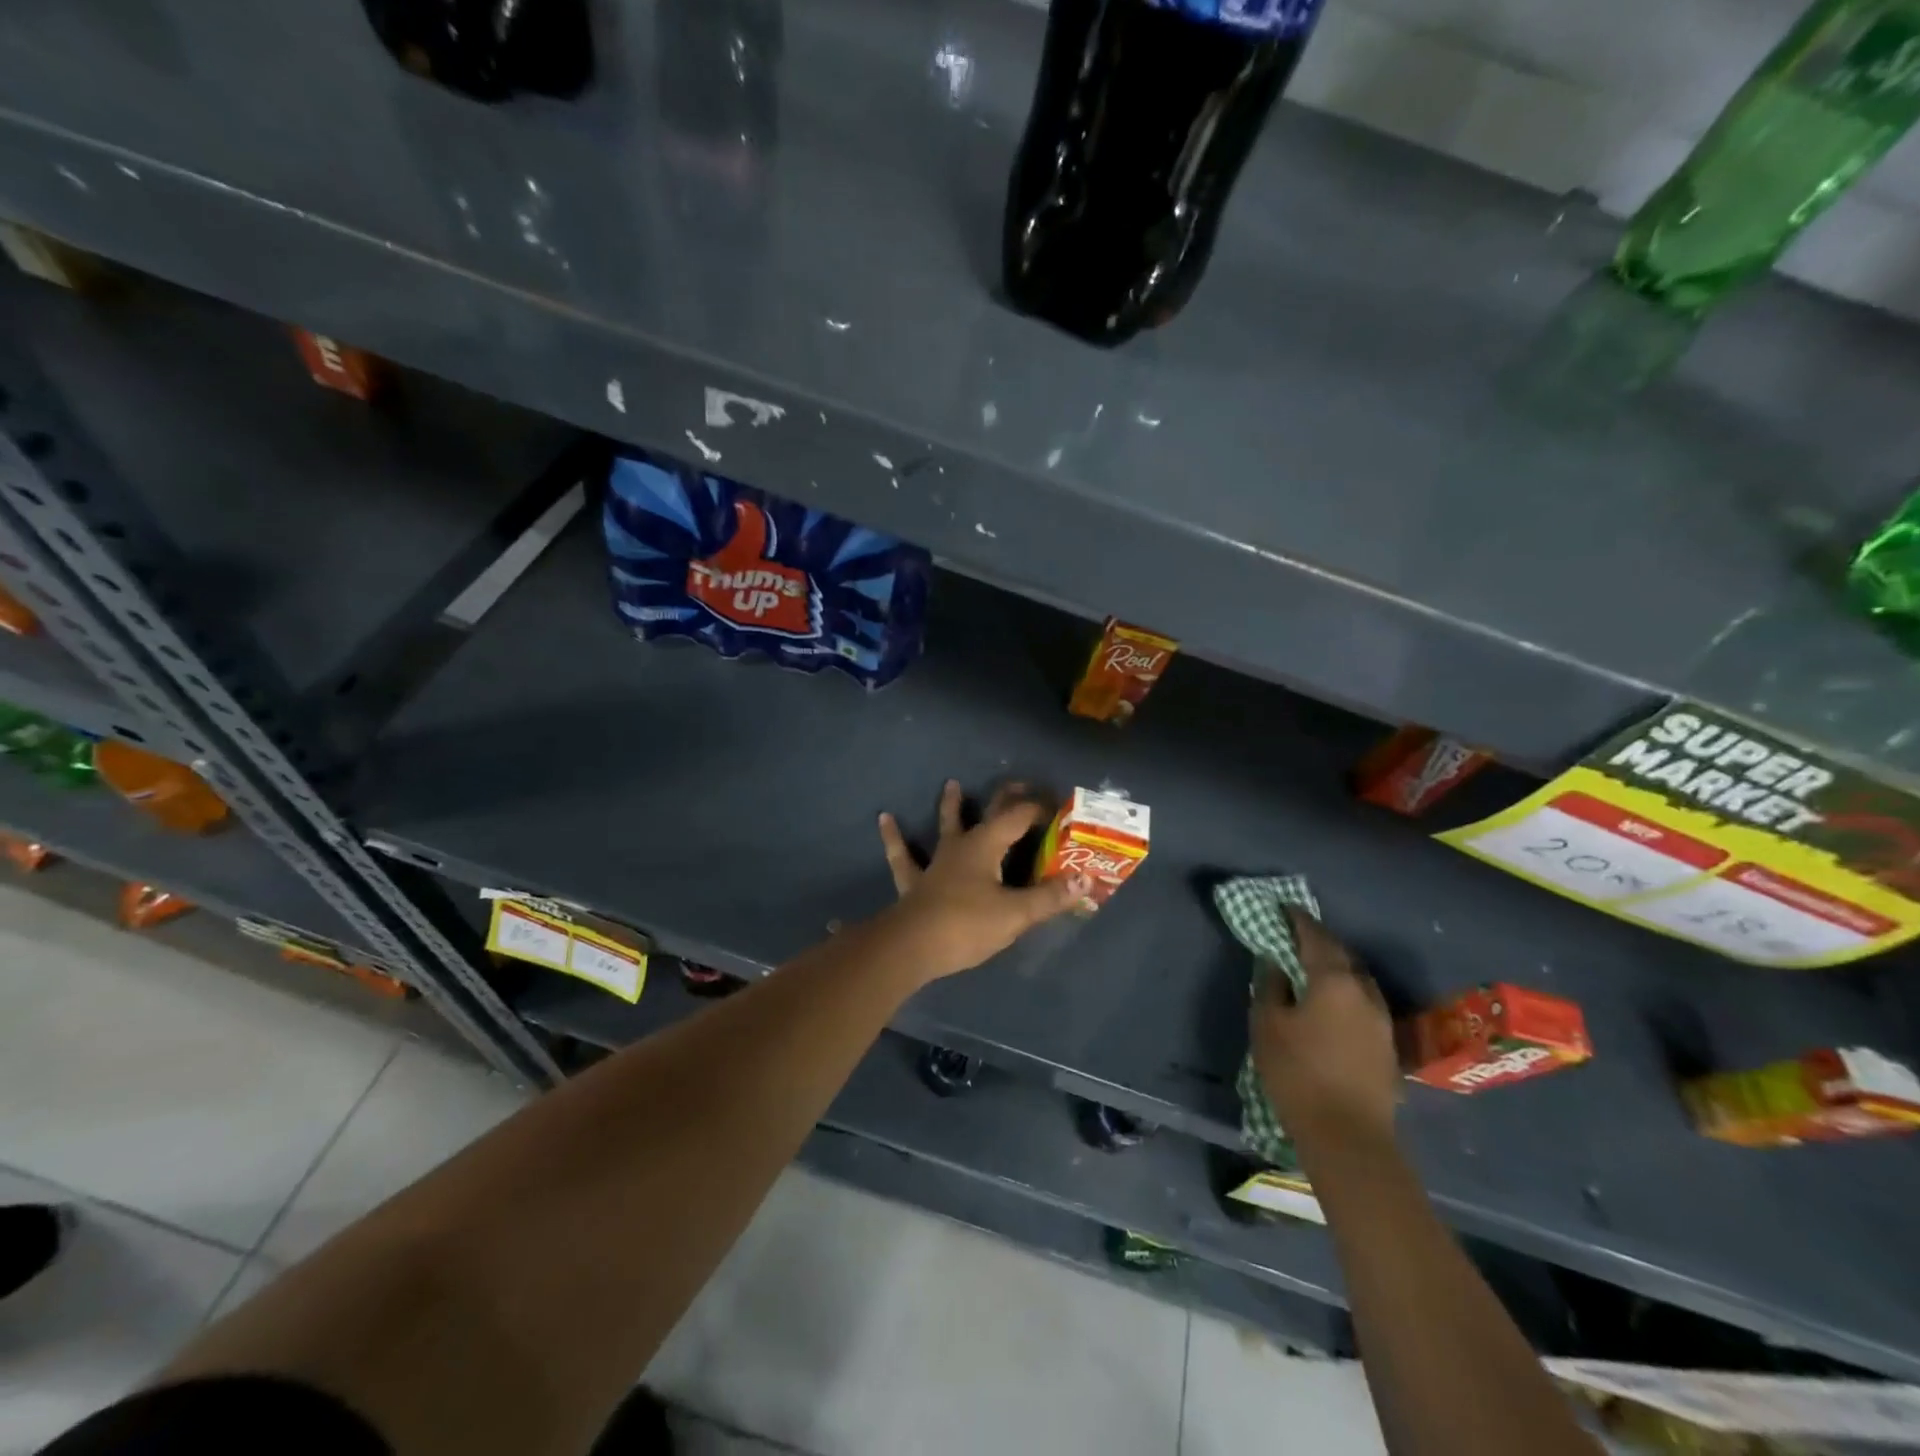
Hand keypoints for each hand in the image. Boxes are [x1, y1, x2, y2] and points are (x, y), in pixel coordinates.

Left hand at [876, 780, 1088, 980]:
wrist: (912, 947)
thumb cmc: (967, 925)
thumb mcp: (1016, 914)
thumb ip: (1050, 897)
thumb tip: (1084, 880)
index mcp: (987, 845)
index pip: (1018, 817)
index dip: (1040, 810)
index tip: (1059, 809)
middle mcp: (962, 846)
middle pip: (987, 814)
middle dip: (1006, 798)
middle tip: (1018, 784)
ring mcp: (936, 863)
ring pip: (945, 827)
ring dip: (951, 806)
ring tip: (951, 784)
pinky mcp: (915, 883)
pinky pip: (903, 857)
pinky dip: (894, 838)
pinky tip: (884, 819)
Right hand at [1252, 910, 1398, 1146]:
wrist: (1348, 1136)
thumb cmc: (1297, 1072)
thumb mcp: (1267, 1024)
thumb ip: (1270, 985)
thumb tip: (1275, 960)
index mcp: (1333, 980)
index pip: (1315, 937)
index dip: (1298, 920)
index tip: (1284, 908)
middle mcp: (1364, 992)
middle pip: (1342, 955)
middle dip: (1319, 942)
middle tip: (1295, 936)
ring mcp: (1382, 1020)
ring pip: (1358, 980)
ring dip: (1336, 968)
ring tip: (1313, 969)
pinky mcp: (1387, 1046)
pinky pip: (1364, 1004)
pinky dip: (1346, 993)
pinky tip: (1332, 1005)